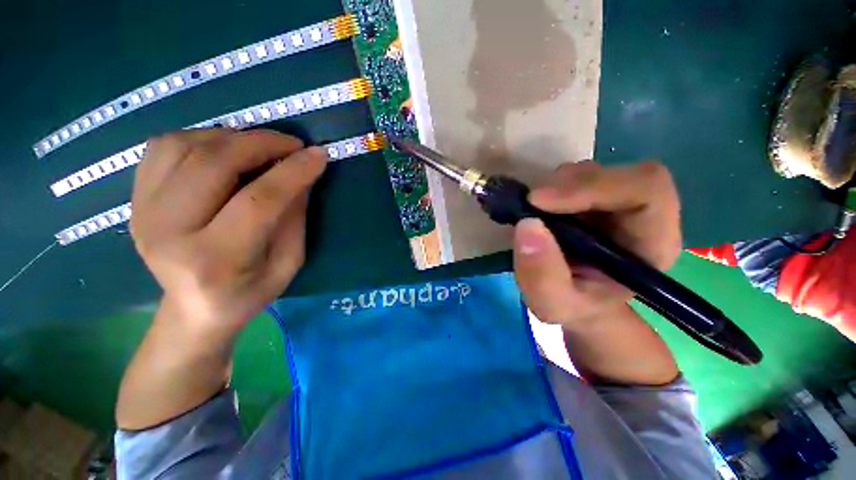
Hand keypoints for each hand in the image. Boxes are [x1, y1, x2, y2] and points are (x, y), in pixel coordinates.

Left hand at [130, 129, 326, 337]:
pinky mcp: (135, 199)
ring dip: (232, 137)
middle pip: (214, 164)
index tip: (319, 155)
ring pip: (184, 146)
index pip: (258, 201)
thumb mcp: (288, 262)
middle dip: (261, 143)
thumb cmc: (250, 292)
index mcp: (216, 260)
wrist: (193, 309)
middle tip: (292, 144)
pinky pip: (163, 147)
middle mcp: (169, 232)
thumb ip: (295, 217)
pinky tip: (224, 150)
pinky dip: (200, 138)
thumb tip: (302, 173)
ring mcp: (143, 212)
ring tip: (260, 147)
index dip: (293, 172)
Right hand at [513, 161, 681, 328]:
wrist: (578, 301)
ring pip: (591, 173)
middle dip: (569, 185)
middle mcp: (642, 215)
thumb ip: (541, 275)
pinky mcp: (592, 198)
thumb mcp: (552, 304)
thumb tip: (527, 225)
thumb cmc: (574, 306)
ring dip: (556, 187)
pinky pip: (573, 178)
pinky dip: (550, 188)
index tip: (540, 201)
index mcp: (651, 243)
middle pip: (618, 174)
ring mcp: (615, 202)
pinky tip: (539, 210)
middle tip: (531, 204)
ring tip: (535, 213)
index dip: (594, 187)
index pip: (647, 190)